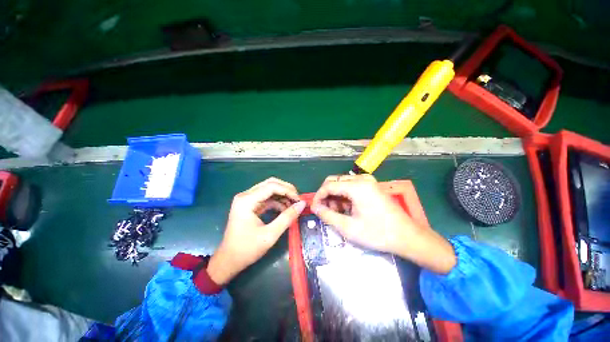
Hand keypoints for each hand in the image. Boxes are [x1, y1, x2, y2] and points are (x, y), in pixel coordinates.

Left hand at [207, 178, 305, 284]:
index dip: (288, 191)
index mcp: (247, 200)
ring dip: (282, 195)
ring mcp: (247, 199)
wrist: (228, 261)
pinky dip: (277, 201)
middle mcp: (245, 195)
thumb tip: (302, 204)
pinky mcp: (249, 205)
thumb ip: (287, 218)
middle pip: (270, 184)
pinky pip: (266, 197)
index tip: (299, 200)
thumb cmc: (247, 249)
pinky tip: (285, 209)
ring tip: (293, 205)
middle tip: (298, 199)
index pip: (272, 186)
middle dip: (286, 190)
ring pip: (269, 189)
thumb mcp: (270, 235)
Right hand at [311, 174, 455, 273]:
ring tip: (338, 213)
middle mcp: (361, 178)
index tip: (314, 209)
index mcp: (356, 186)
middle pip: (334, 181)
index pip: (328, 185)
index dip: (318, 196)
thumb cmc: (377, 233)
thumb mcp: (348, 227)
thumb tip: (315, 207)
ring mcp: (368, 181)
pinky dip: (344, 196)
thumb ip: (327, 215)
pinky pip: (351, 186)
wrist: (407, 236)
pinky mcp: (371, 186)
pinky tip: (347, 209)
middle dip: (327, 196)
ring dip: (335, 197)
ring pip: (342, 184)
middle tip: (326, 212)